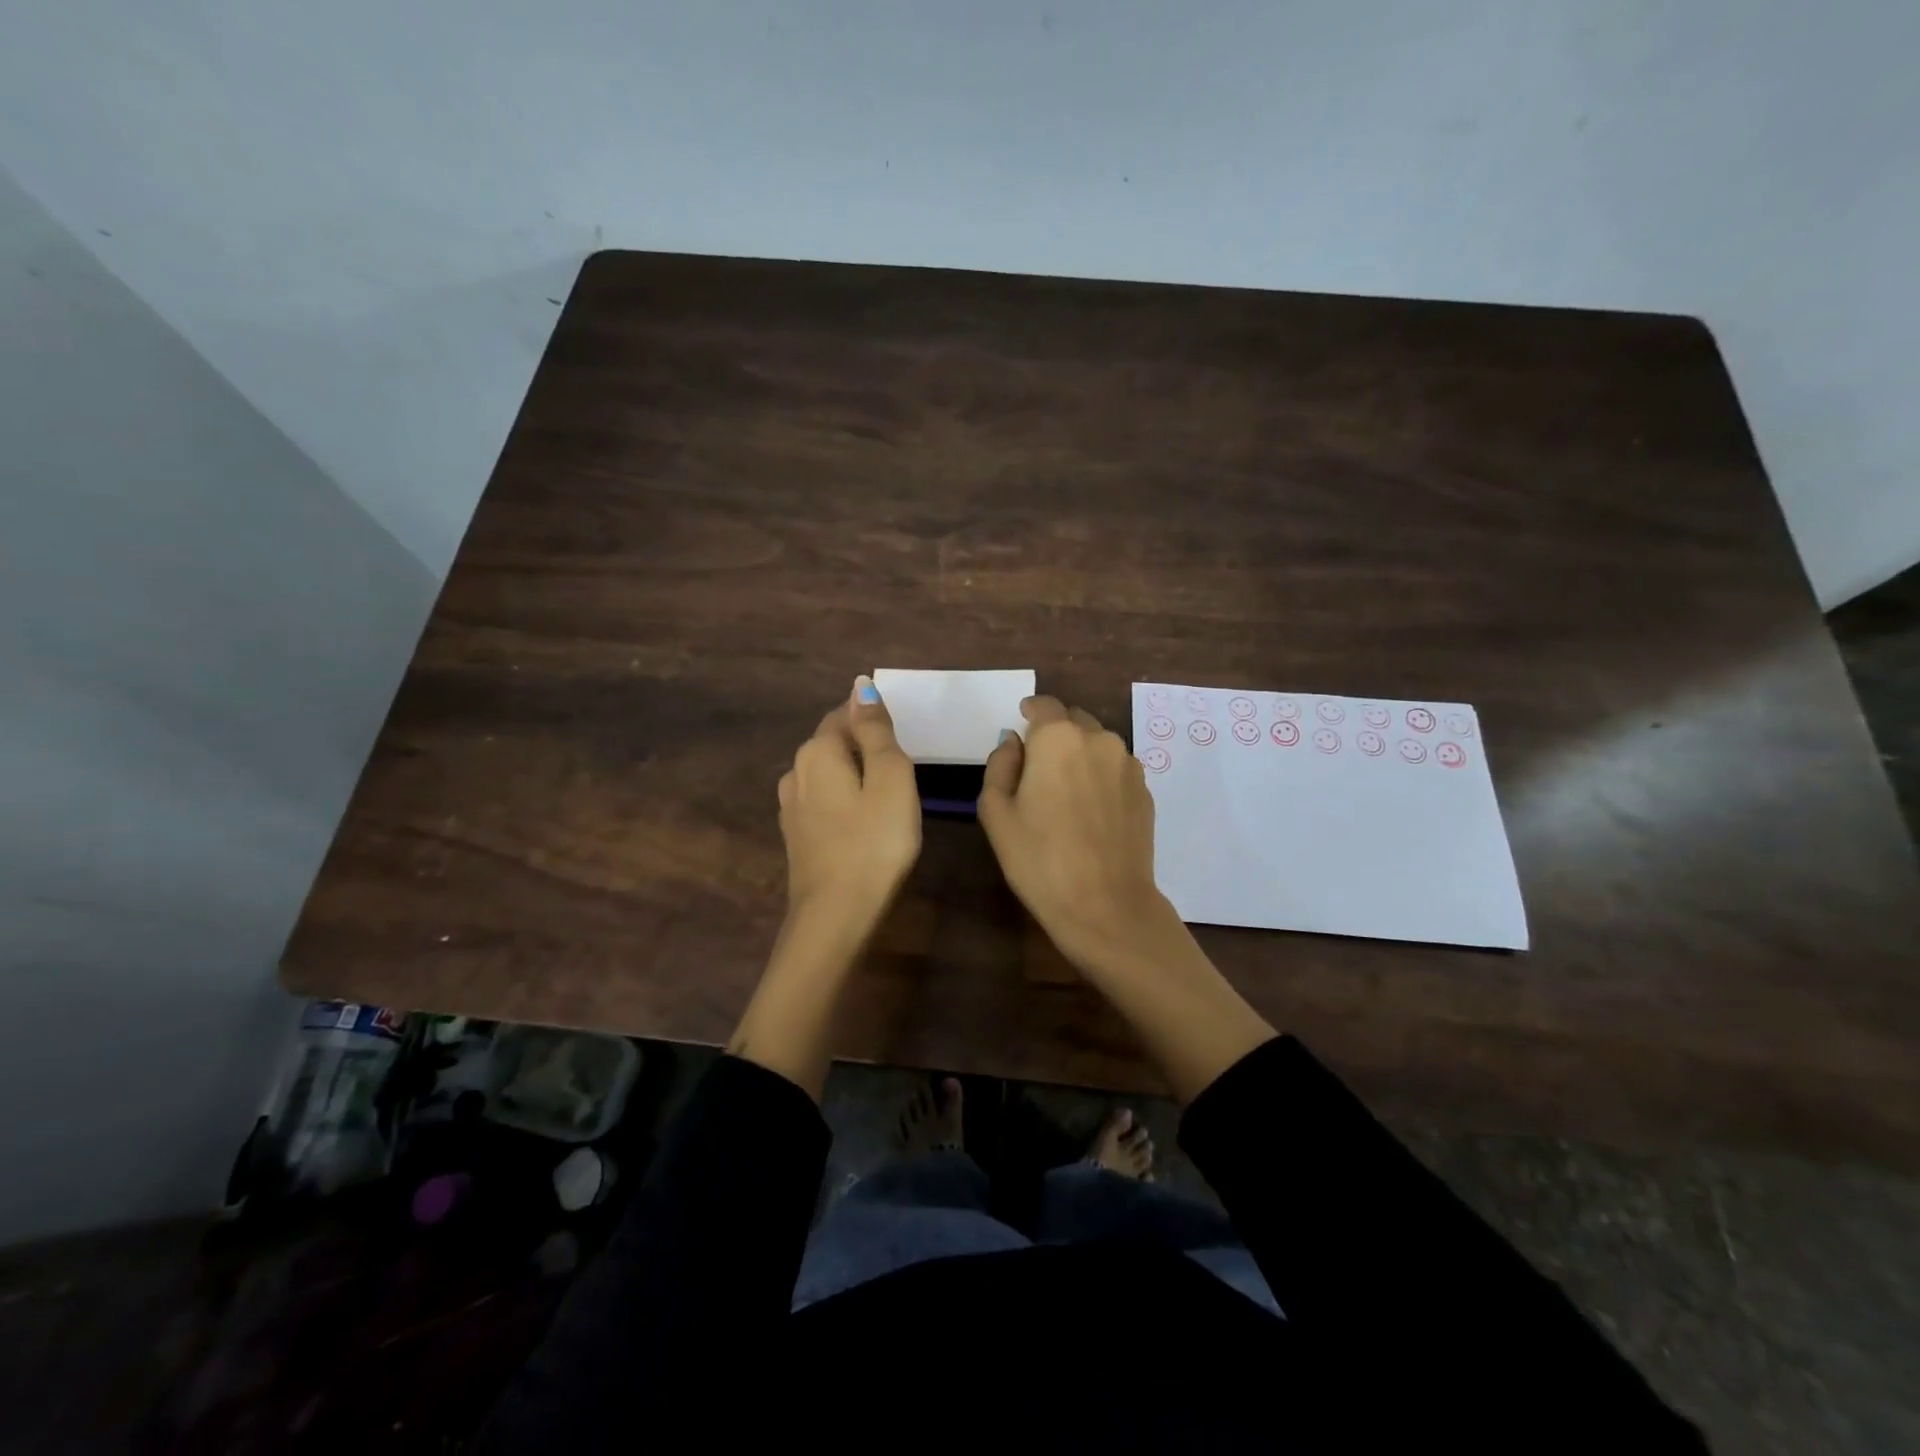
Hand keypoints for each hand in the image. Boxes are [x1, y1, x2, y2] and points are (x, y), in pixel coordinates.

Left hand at [777, 676, 921, 930]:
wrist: (836, 915)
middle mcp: (796, 772)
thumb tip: (861, 685)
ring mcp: (791, 807)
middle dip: (864, 745)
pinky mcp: (796, 836)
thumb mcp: (891, 778)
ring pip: (827, 774)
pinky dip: (844, 801)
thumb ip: (877, 730)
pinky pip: (823, 801)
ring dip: (854, 775)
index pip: (845, 713)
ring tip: (887, 794)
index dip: (874, 720)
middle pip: (833, 742)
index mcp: (818, 751)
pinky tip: (863, 821)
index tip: (904, 740)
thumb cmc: (874, 842)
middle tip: (902, 767)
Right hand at [978, 695, 1173, 970]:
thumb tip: (1014, 743)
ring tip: (1066, 793)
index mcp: (1057, 738)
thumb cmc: (1039, 859)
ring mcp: (1128, 764)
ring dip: (1080, 755)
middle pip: (1073, 720)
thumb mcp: (996, 813)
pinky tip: (1091, 812)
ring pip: (1098, 744)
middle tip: (1038, 768)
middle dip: (1055, 734)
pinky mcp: (1146, 791)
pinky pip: (1116, 769)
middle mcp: (1098, 739)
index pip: (1043, 705)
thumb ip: (1000, 765)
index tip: (1021, 724)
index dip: (1030, 712)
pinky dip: (1100, 777)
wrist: (1105, 905)